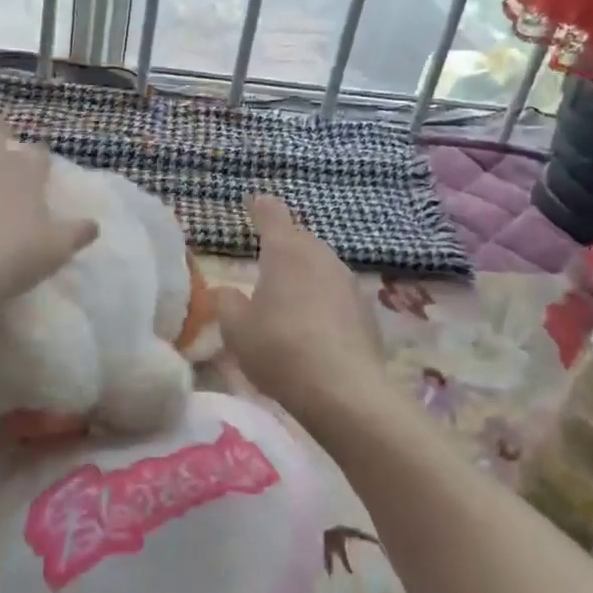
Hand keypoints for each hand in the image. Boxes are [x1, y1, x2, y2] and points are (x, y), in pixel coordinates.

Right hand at [214, 195, 386, 426]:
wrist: (344, 390)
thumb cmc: (280, 349)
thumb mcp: (236, 329)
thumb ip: (226, 303)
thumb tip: (228, 292)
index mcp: (286, 250)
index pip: (272, 215)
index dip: (260, 207)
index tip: (253, 201)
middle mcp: (320, 256)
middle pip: (299, 240)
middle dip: (283, 244)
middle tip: (265, 258)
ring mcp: (348, 281)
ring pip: (320, 266)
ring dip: (304, 273)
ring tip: (288, 294)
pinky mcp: (366, 310)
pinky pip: (336, 293)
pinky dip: (322, 299)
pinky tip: (314, 324)